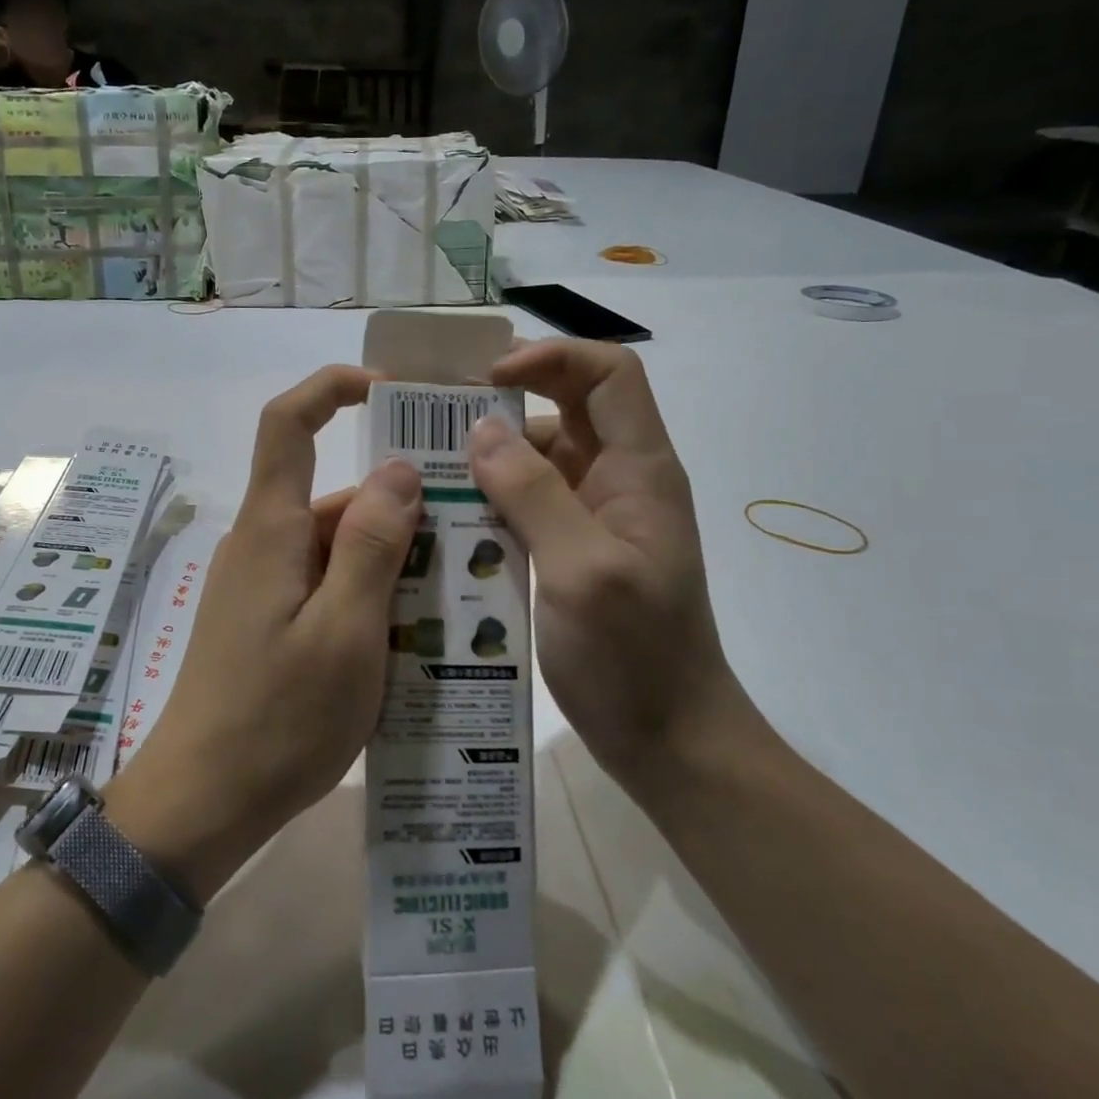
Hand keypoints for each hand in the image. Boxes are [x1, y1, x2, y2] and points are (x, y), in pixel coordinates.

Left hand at [108, 366, 421, 901]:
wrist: (203, 800)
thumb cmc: (278, 718)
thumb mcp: (346, 632)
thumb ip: (372, 545)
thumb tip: (397, 468)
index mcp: (273, 530)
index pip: (289, 423)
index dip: (333, 389)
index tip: (391, 393)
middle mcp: (262, 544)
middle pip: (331, 493)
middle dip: (396, 501)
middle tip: (469, 530)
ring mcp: (261, 585)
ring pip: (335, 545)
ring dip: (390, 557)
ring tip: (457, 591)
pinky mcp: (266, 620)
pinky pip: (325, 583)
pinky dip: (368, 591)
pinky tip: (413, 632)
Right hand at [470, 339, 741, 787]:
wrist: (670, 740)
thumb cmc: (636, 657)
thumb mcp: (581, 570)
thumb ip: (534, 493)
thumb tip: (481, 429)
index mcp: (639, 470)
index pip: (609, 374)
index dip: (553, 358)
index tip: (487, 381)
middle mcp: (618, 481)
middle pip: (568, 407)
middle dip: (507, 401)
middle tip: (436, 418)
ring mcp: (595, 517)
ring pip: (540, 457)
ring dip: (490, 456)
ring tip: (428, 471)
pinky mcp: (572, 550)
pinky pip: (528, 502)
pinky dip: (490, 498)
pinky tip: (448, 517)